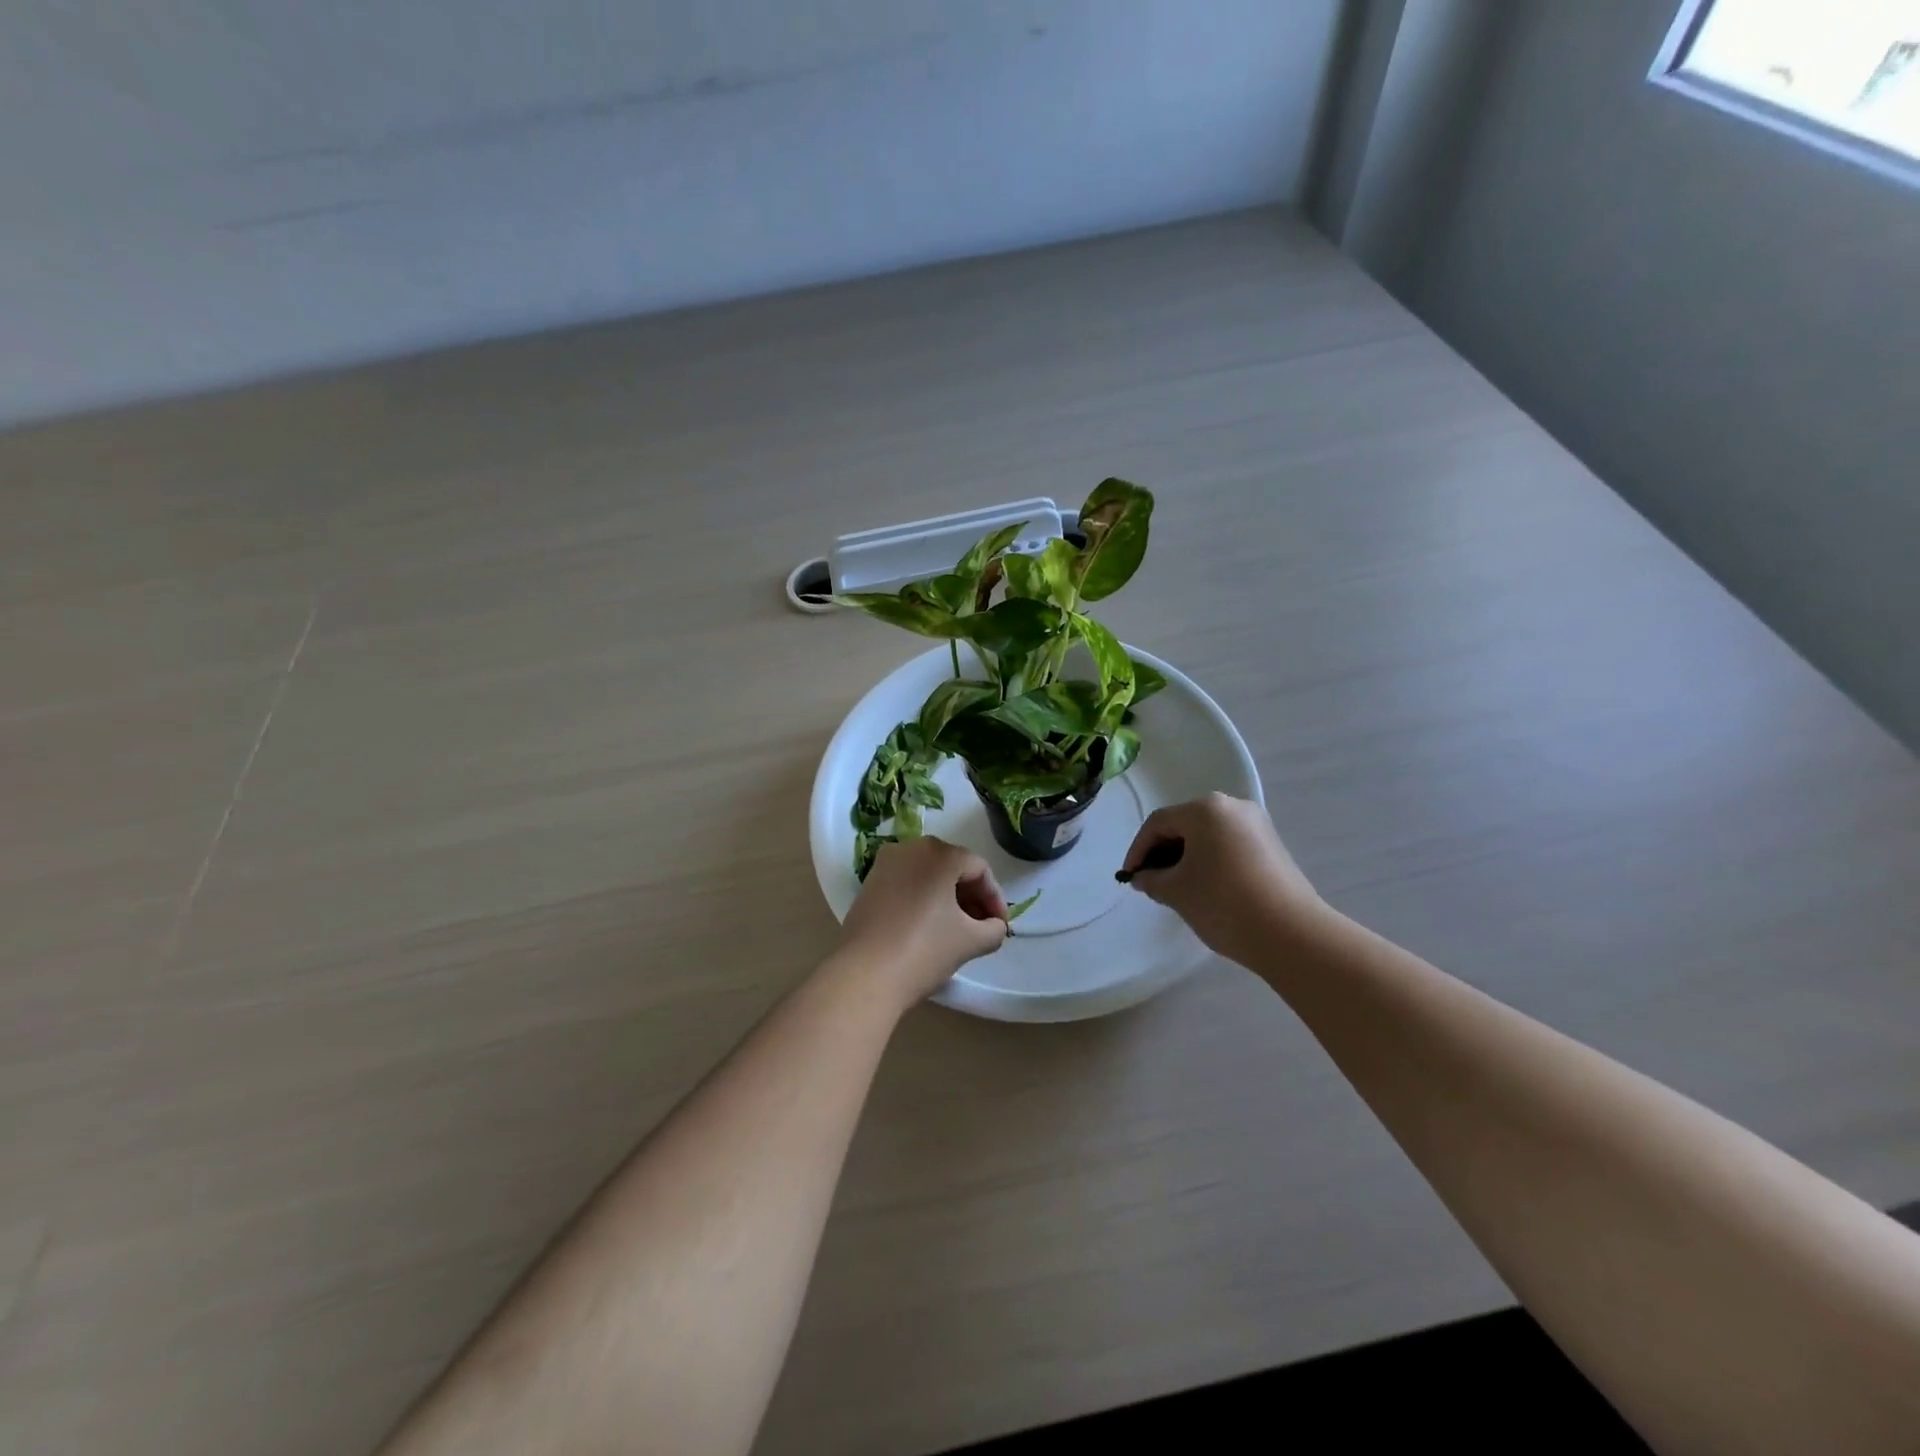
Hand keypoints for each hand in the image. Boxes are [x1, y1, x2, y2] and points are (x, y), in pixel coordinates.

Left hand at [833, 837, 1009, 1007]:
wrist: (863, 975)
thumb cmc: (923, 950)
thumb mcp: (970, 941)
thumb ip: (994, 929)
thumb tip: (994, 926)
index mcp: (939, 853)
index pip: (979, 869)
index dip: (995, 898)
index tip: (1000, 926)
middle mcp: (910, 848)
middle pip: (952, 867)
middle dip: (971, 897)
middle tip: (982, 927)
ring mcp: (885, 864)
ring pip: (928, 875)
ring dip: (948, 899)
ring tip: (958, 930)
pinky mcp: (868, 884)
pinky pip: (907, 884)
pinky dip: (923, 900)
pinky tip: (929, 928)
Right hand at [1118, 794, 1327, 966]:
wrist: (1292, 934)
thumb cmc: (1223, 903)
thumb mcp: (1176, 891)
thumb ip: (1151, 879)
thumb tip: (1143, 877)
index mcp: (1205, 809)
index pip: (1158, 823)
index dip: (1138, 850)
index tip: (1129, 877)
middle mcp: (1233, 807)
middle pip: (1184, 825)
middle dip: (1162, 853)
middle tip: (1150, 882)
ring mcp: (1257, 826)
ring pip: (1208, 836)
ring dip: (1186, 858)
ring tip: (1175, 888)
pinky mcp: (1273, 847)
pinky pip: (1229, 846)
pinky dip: (1210, 862)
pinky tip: (1205, 888)